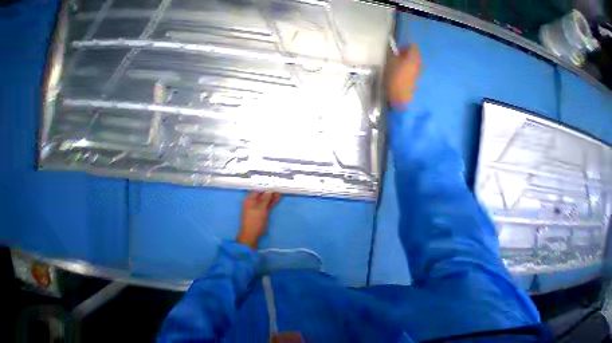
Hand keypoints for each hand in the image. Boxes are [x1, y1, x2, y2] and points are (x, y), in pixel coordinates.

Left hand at [237, 191, 280, 248]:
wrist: (252, 234)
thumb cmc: (254, 220)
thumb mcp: (260, 208)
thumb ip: (265, 199)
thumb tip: (270, 190)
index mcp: (250, 199)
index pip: (258, 189)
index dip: (265, 186)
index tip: (272, 182)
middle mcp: (254, 201)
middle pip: (263, 194)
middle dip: (270, 190)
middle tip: (278, 186)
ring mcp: (259, 206)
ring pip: (267, 199)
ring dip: (273, 195)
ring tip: (280, 191)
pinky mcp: (264, 211)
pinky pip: (269, 204)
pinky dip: (273, 201)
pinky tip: (279, 197)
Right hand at [386, 45, 421, 105]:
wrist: (401, 97)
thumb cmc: (395, 78)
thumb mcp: (389, 65)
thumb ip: (391, 56)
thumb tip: (393, 53)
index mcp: (414, 55)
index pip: (411, 46)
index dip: (403, 48)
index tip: (396, 54)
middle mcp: (420, 61)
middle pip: (414, 55)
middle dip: (406, 57)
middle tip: (396, 62)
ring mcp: (419, 72)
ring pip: (414, 65)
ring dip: (407, 66)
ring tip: (398, 72)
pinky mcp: (417, 81)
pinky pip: (413, 74)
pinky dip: (408, 74)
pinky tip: (401, 80)